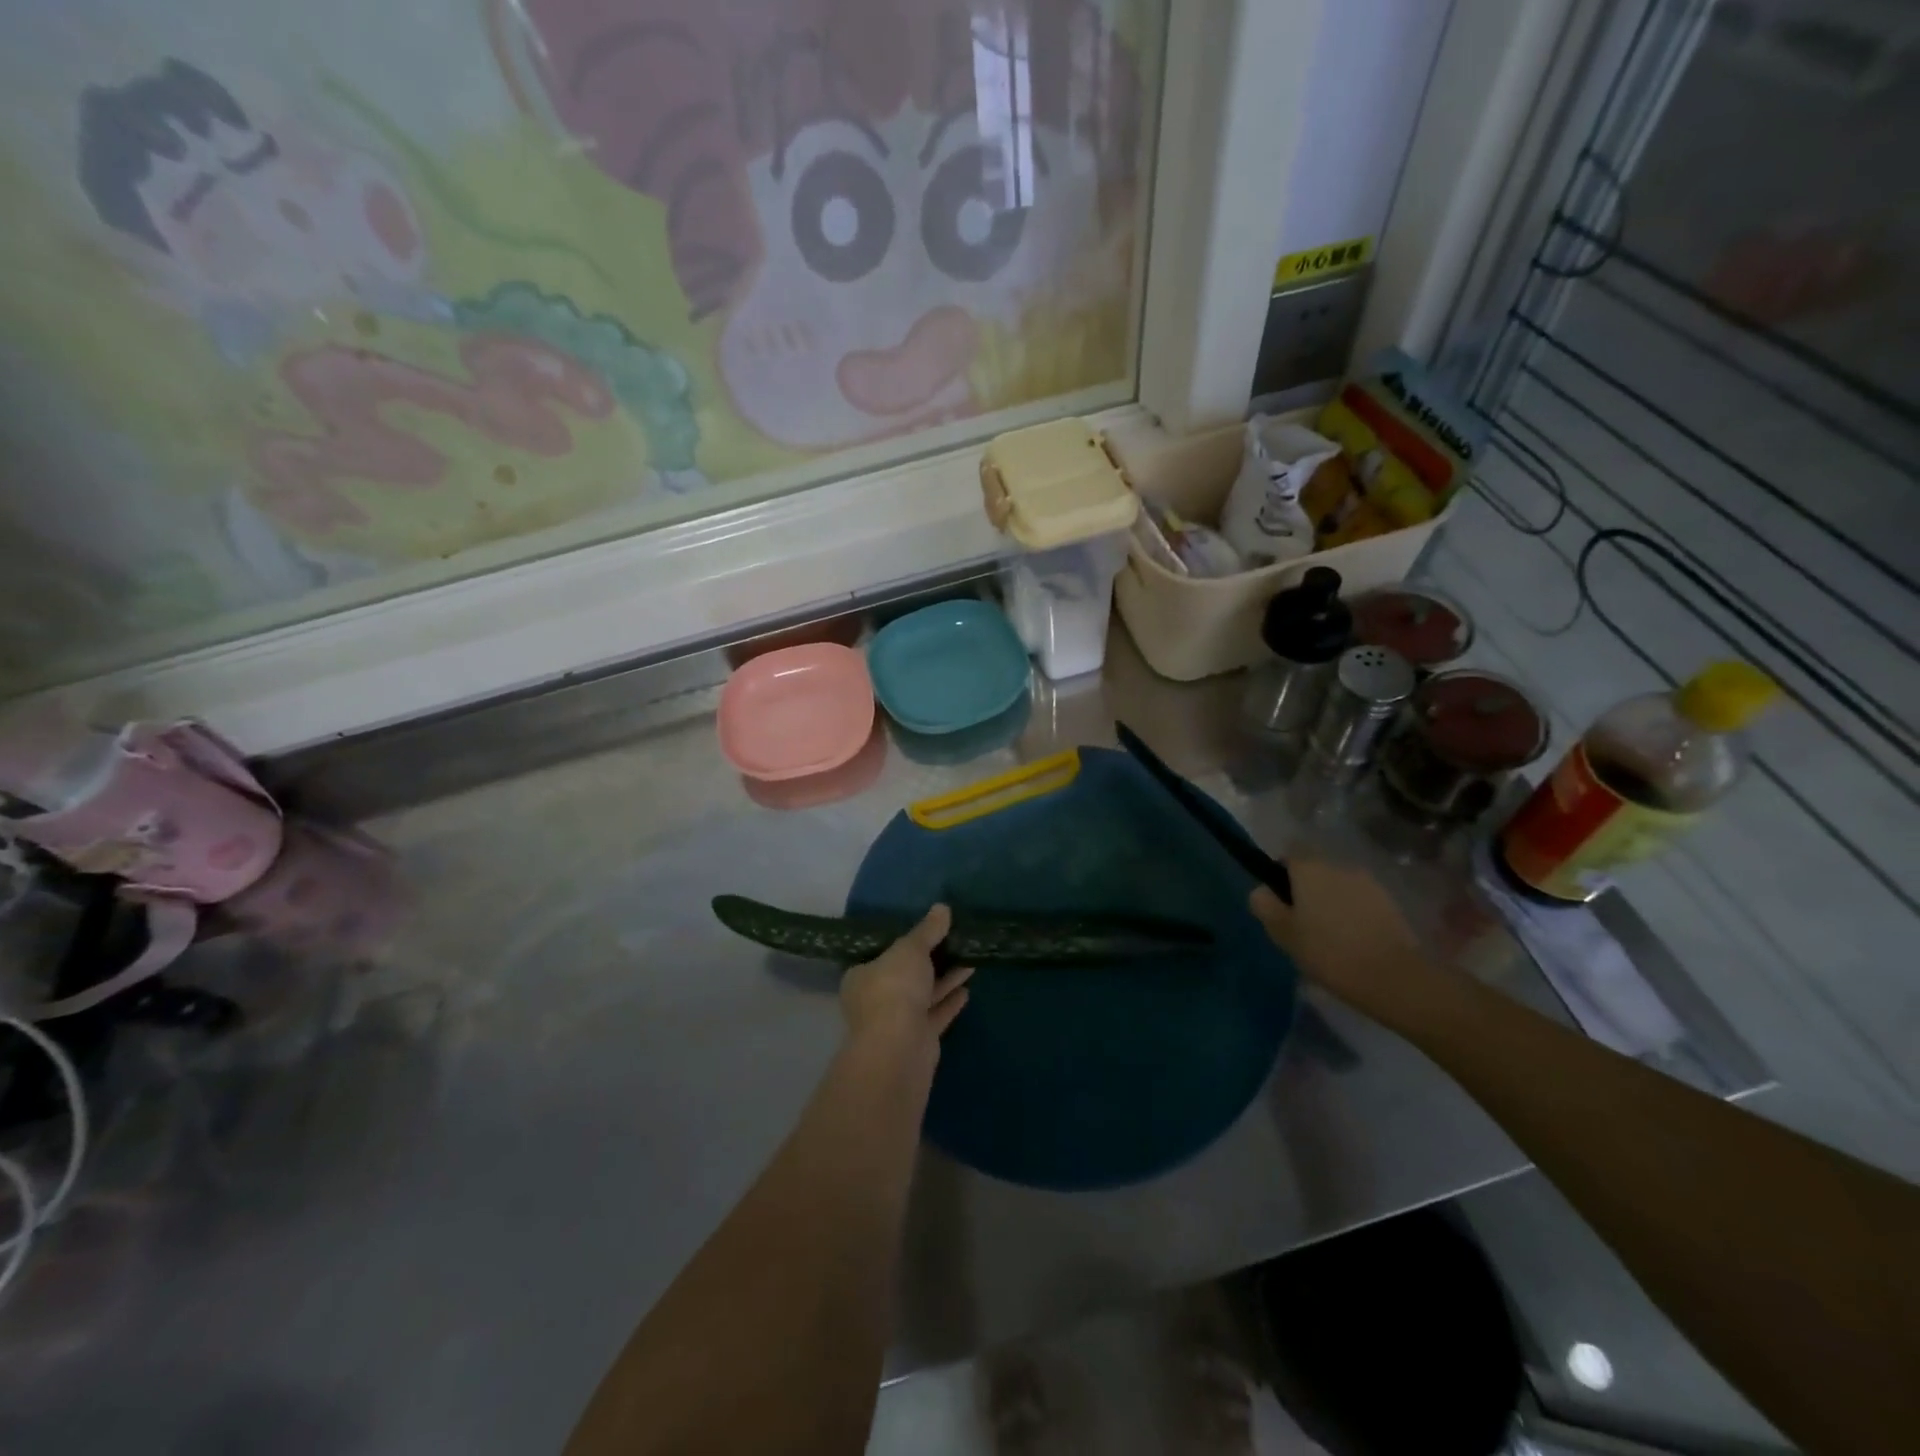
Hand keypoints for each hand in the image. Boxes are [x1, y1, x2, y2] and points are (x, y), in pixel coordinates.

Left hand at [839, 905, 974, 1054]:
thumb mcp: (911, 949)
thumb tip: (942, 908)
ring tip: (969, 960)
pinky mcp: (917, 1040)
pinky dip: (949, 1002)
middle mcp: (875, 999)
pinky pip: (935, 1015)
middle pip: (905, 975)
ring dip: (945, 979)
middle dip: (930, 960)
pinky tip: (967, 990)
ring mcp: (896, 1022)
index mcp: (862, 976)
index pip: (882, 954)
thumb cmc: (894, 988)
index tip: (926, 932)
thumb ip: (927, 930)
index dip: (903, 943)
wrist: (899, 1048)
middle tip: (954, 942)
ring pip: (923, 995)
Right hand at [1248, 861, 1435, 1011]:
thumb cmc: (1328, 952)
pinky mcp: (1390, 903)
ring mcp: (1368, 883)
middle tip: (1302, 924)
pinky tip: (1353, 942)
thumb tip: (1262, 890)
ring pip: (1339, 886)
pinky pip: (1360, 901)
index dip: (1281, 873)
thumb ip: (1265, 905)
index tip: (1280, 901)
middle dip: (1307, 890)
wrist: (1393, 978)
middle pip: (1315, 870)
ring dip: (1331, 902)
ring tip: (1330, 937)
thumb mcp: (1283, 933)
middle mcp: (1339, 866)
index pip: (1288, 853)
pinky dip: (1353, 914)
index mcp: (1310, 869)